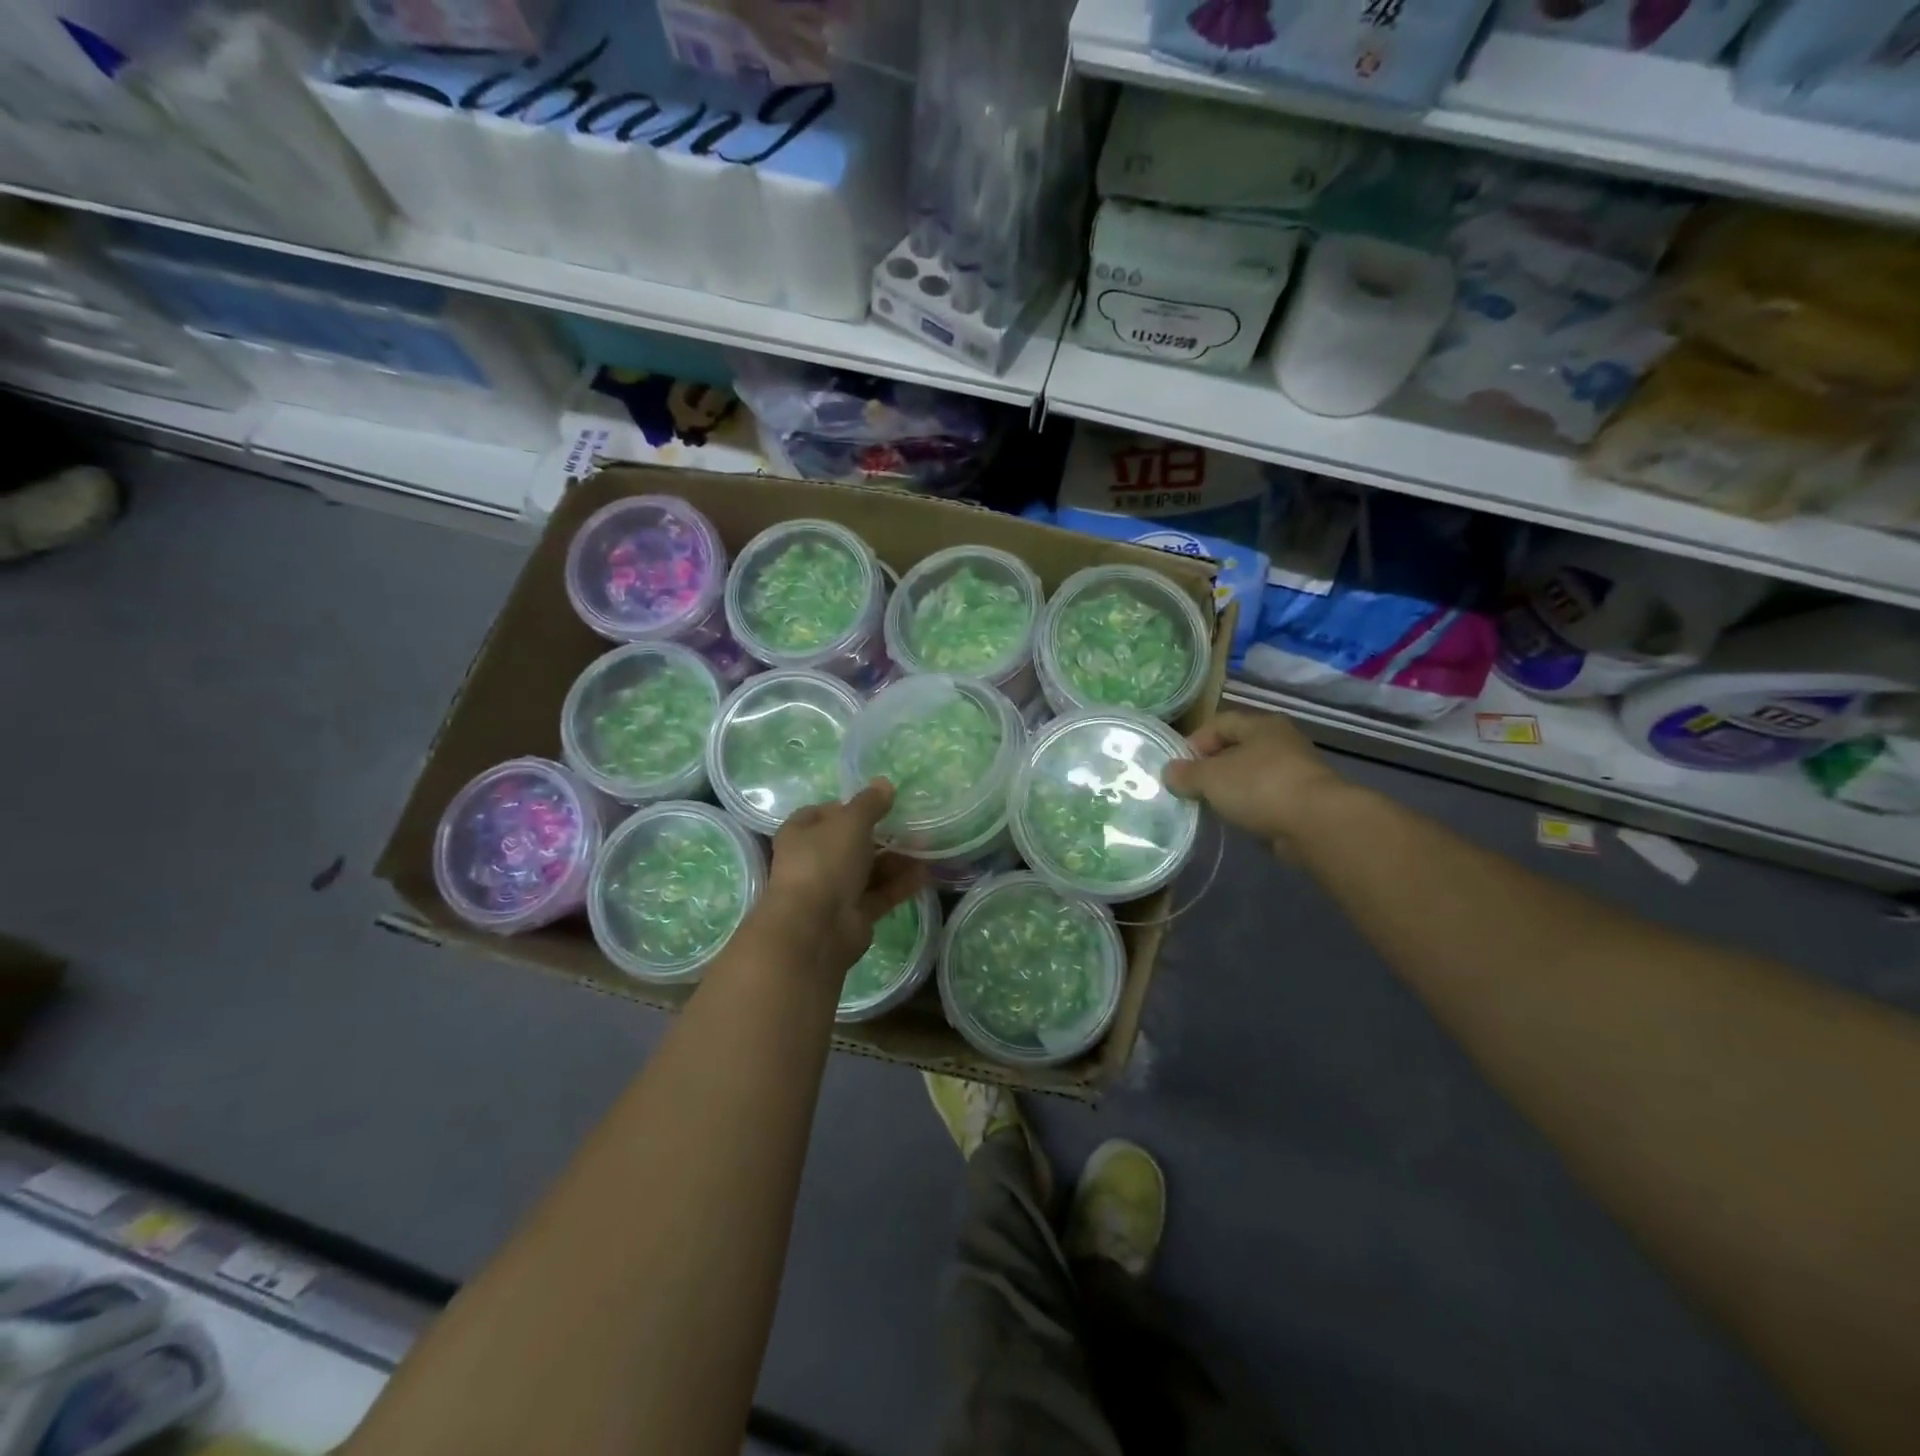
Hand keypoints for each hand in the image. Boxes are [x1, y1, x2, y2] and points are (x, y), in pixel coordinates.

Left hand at [758, 780, 928, 978]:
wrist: (815, 928)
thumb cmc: (825, 862)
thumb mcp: (850, 822)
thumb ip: (869, 803)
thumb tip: (884, 783)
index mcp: (801, 833)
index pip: (823, 813)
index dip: (848, 806)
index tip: (878, 803)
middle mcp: (814, 860)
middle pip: (850, 843)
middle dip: (881, 835)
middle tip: (912, 825)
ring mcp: (834, 890)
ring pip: (869, 870)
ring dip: (896, 859)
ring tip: (927, 847)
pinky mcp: (854, 914)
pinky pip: (881, 894)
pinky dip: (901, 884)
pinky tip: (926, 873)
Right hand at [1163, 710, 1349, 856]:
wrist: (1316, 823)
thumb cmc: (1259, 786)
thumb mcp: (1211, 778)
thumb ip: (1186, 774)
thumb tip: (1169, 772)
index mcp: (1261, 725)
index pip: (1220, 723)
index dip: (1195, 741)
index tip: (1178, 766)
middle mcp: (1281, 742)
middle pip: (1237, 749)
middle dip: (1212, 767)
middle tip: (1191, 787)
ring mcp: (1296, 771)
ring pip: (1253, 775)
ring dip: (1232, 788)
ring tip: (1210, 806)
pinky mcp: (1304, 801)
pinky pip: (1267, 798)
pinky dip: (1250, 807)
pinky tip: (1237, 820)